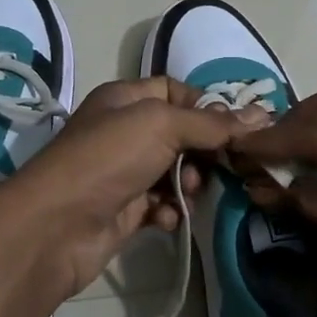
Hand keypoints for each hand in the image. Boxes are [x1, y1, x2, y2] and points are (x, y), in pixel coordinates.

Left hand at [0, 78, 268, 306]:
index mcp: (125, 99)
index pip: (175, 91)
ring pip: (174, 171)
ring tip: (188, 192)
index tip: (234, 128)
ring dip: (188, 182)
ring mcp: (123, 172)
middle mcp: (123, 131)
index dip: (205, 106)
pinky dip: (170, 210)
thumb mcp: (162, 125)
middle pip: (180, 133)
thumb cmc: (108, 158)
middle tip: (221, 165)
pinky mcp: (124, 210)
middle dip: (203, 150)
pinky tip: (167, 218)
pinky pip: (161, 204)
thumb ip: (212, 123)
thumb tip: (261, 114)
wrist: (56, 226)